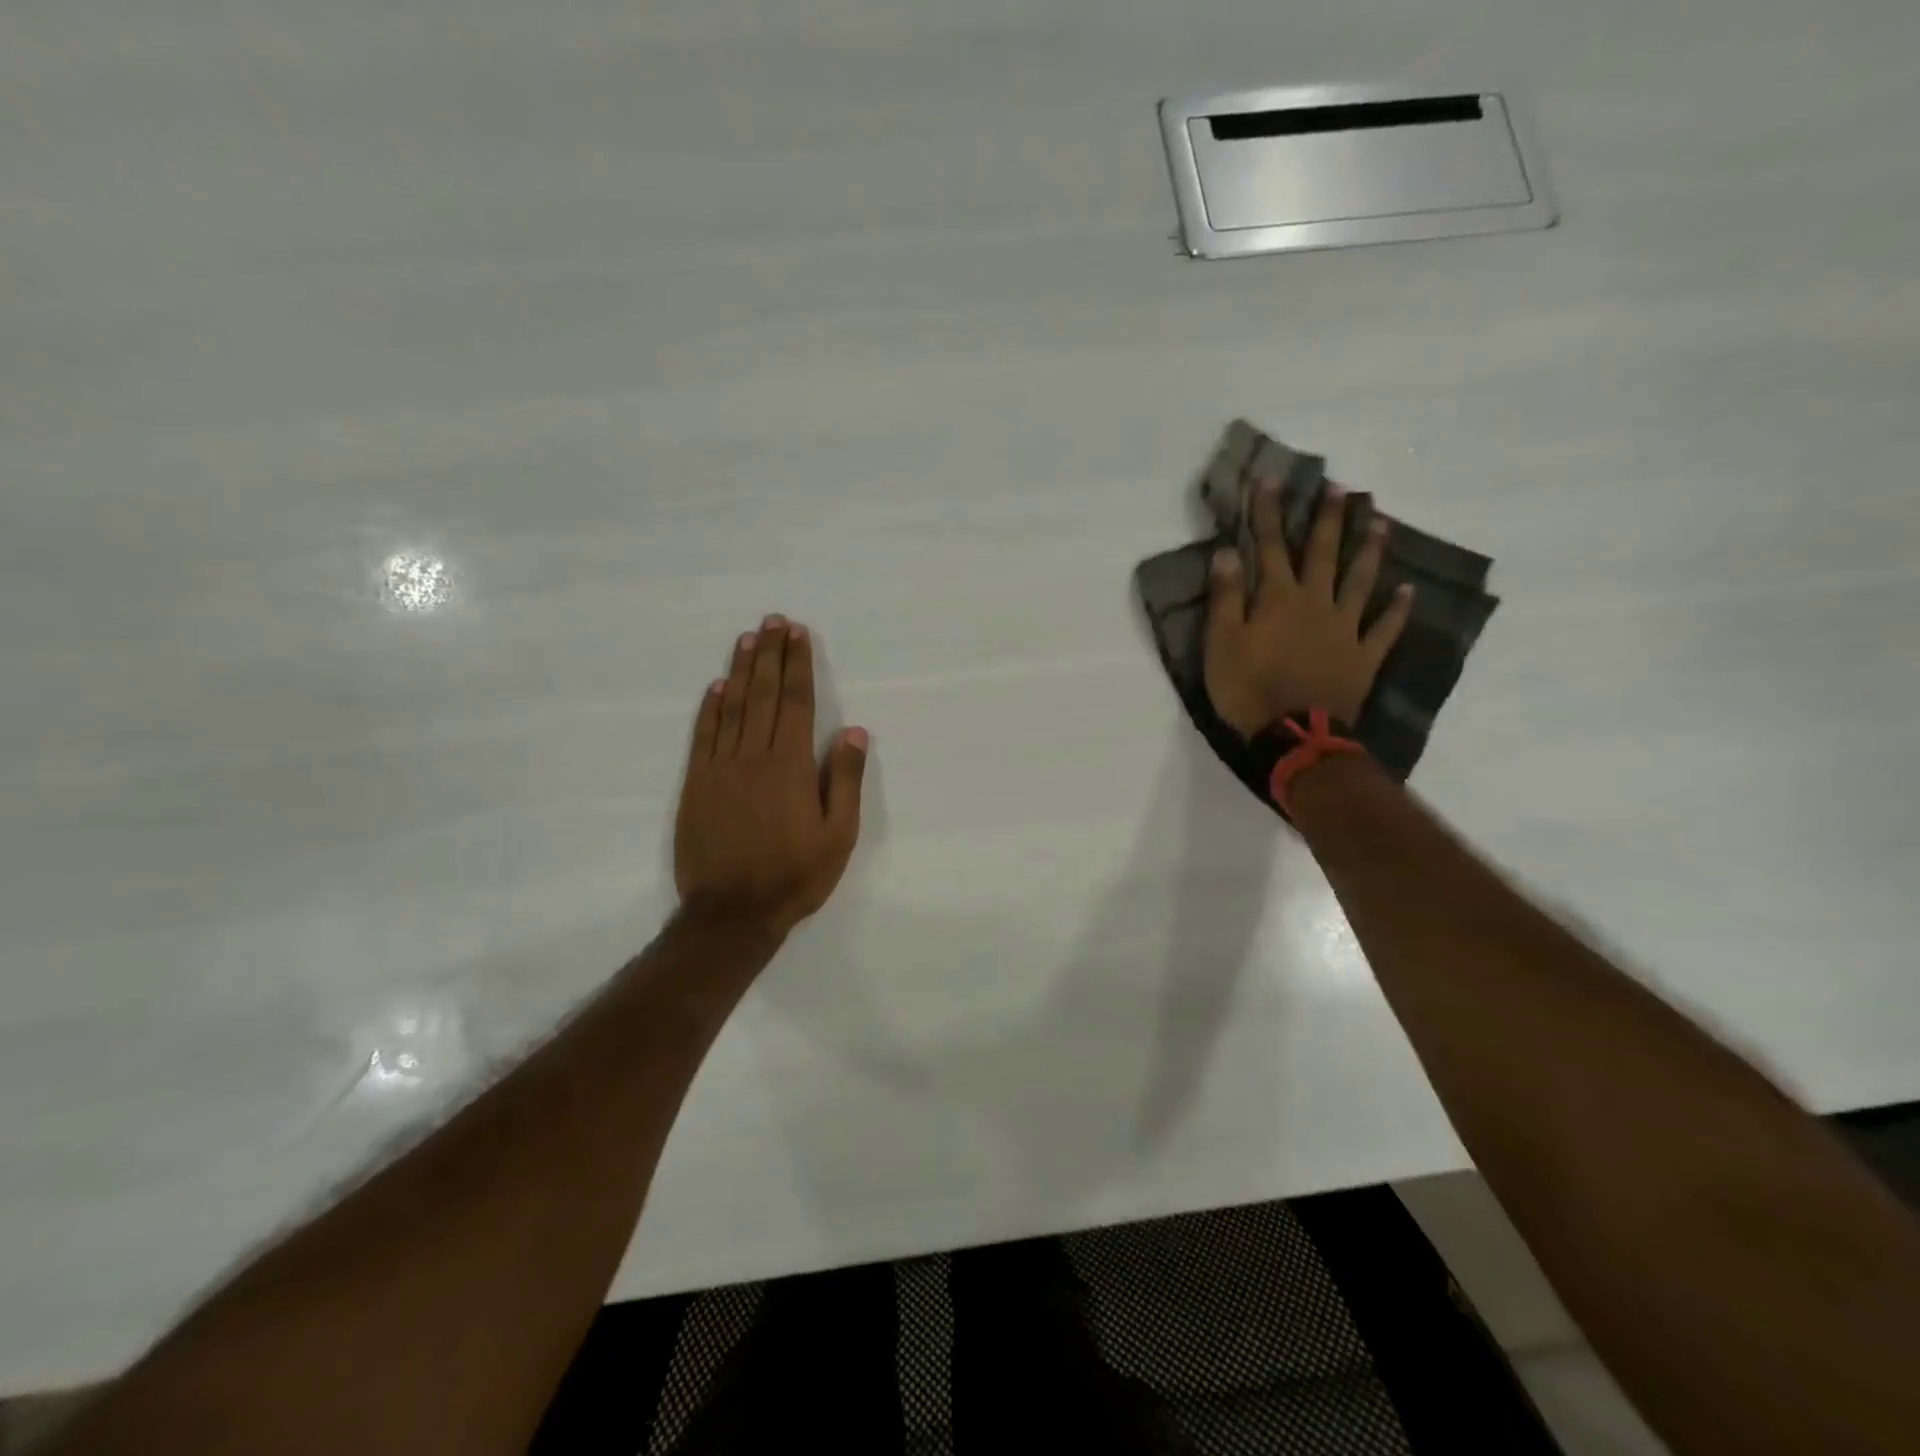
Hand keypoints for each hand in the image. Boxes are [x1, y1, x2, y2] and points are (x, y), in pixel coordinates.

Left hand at [674, 616, 868, 937]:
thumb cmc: (794, 875)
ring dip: (740, 670)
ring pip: (731, 707)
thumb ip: (844, 780)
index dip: (797, 665)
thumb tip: (852, 731)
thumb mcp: (838, 835)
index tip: (798, 634)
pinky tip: (716, 688)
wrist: (731, 913)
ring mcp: (720, 768)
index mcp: (790, 765)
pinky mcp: (696, 785)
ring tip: (748, 639)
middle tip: (773, 621)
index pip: (795, 702)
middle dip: (770, 654)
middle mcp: (753, 756)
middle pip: (762, 694)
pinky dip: (709, 708)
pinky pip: (703, 736)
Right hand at [1204, 480, 1413, 736]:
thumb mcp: (1221, 644)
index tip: (1271, 480)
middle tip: (1341, 489)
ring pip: (1360, 581)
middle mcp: (1316, 604)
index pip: (1271, 547)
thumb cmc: (1249, 689)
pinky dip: (1398, 609)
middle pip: (1323, 554)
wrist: (1294, 735)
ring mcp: (1345, 629)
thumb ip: (1226, 598)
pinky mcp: (1363, 657)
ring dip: (1370, 551)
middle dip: (1329, 520)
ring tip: (1381, 522)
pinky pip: (1385, 628)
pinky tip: (1408, 590)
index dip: (1269, 514)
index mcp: (1278, 599)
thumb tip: (1228, 552)